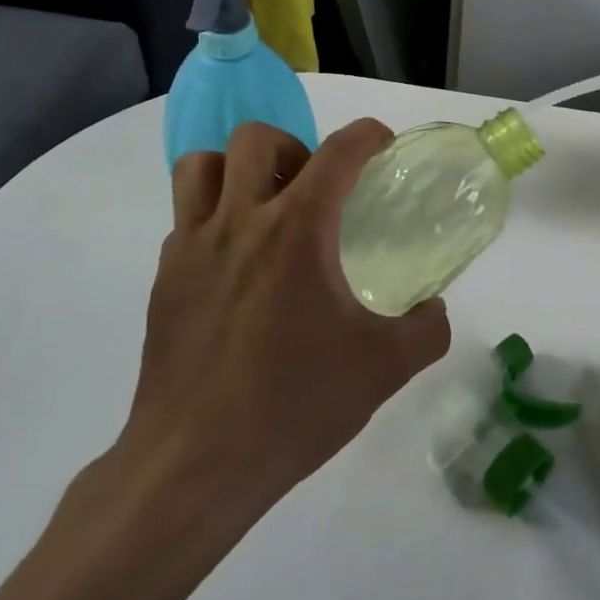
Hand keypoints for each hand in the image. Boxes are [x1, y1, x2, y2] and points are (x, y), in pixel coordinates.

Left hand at [108, 119, 449, 516]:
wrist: (195, 464)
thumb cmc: (293, 405)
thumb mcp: (383, 369)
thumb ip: (425, 330)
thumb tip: (435, 310)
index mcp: (296, 230)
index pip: (337, 152)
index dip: (366, 135)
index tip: (381, 143)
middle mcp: (240, 221)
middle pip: (256, 138)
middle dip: (294, 146)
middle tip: (314, 189)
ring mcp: (192, 246)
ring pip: (201, 165)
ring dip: (237, 169)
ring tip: (264, 206)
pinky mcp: (163, 278)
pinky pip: (184, 217)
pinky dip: (212, 216)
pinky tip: (235, 263)